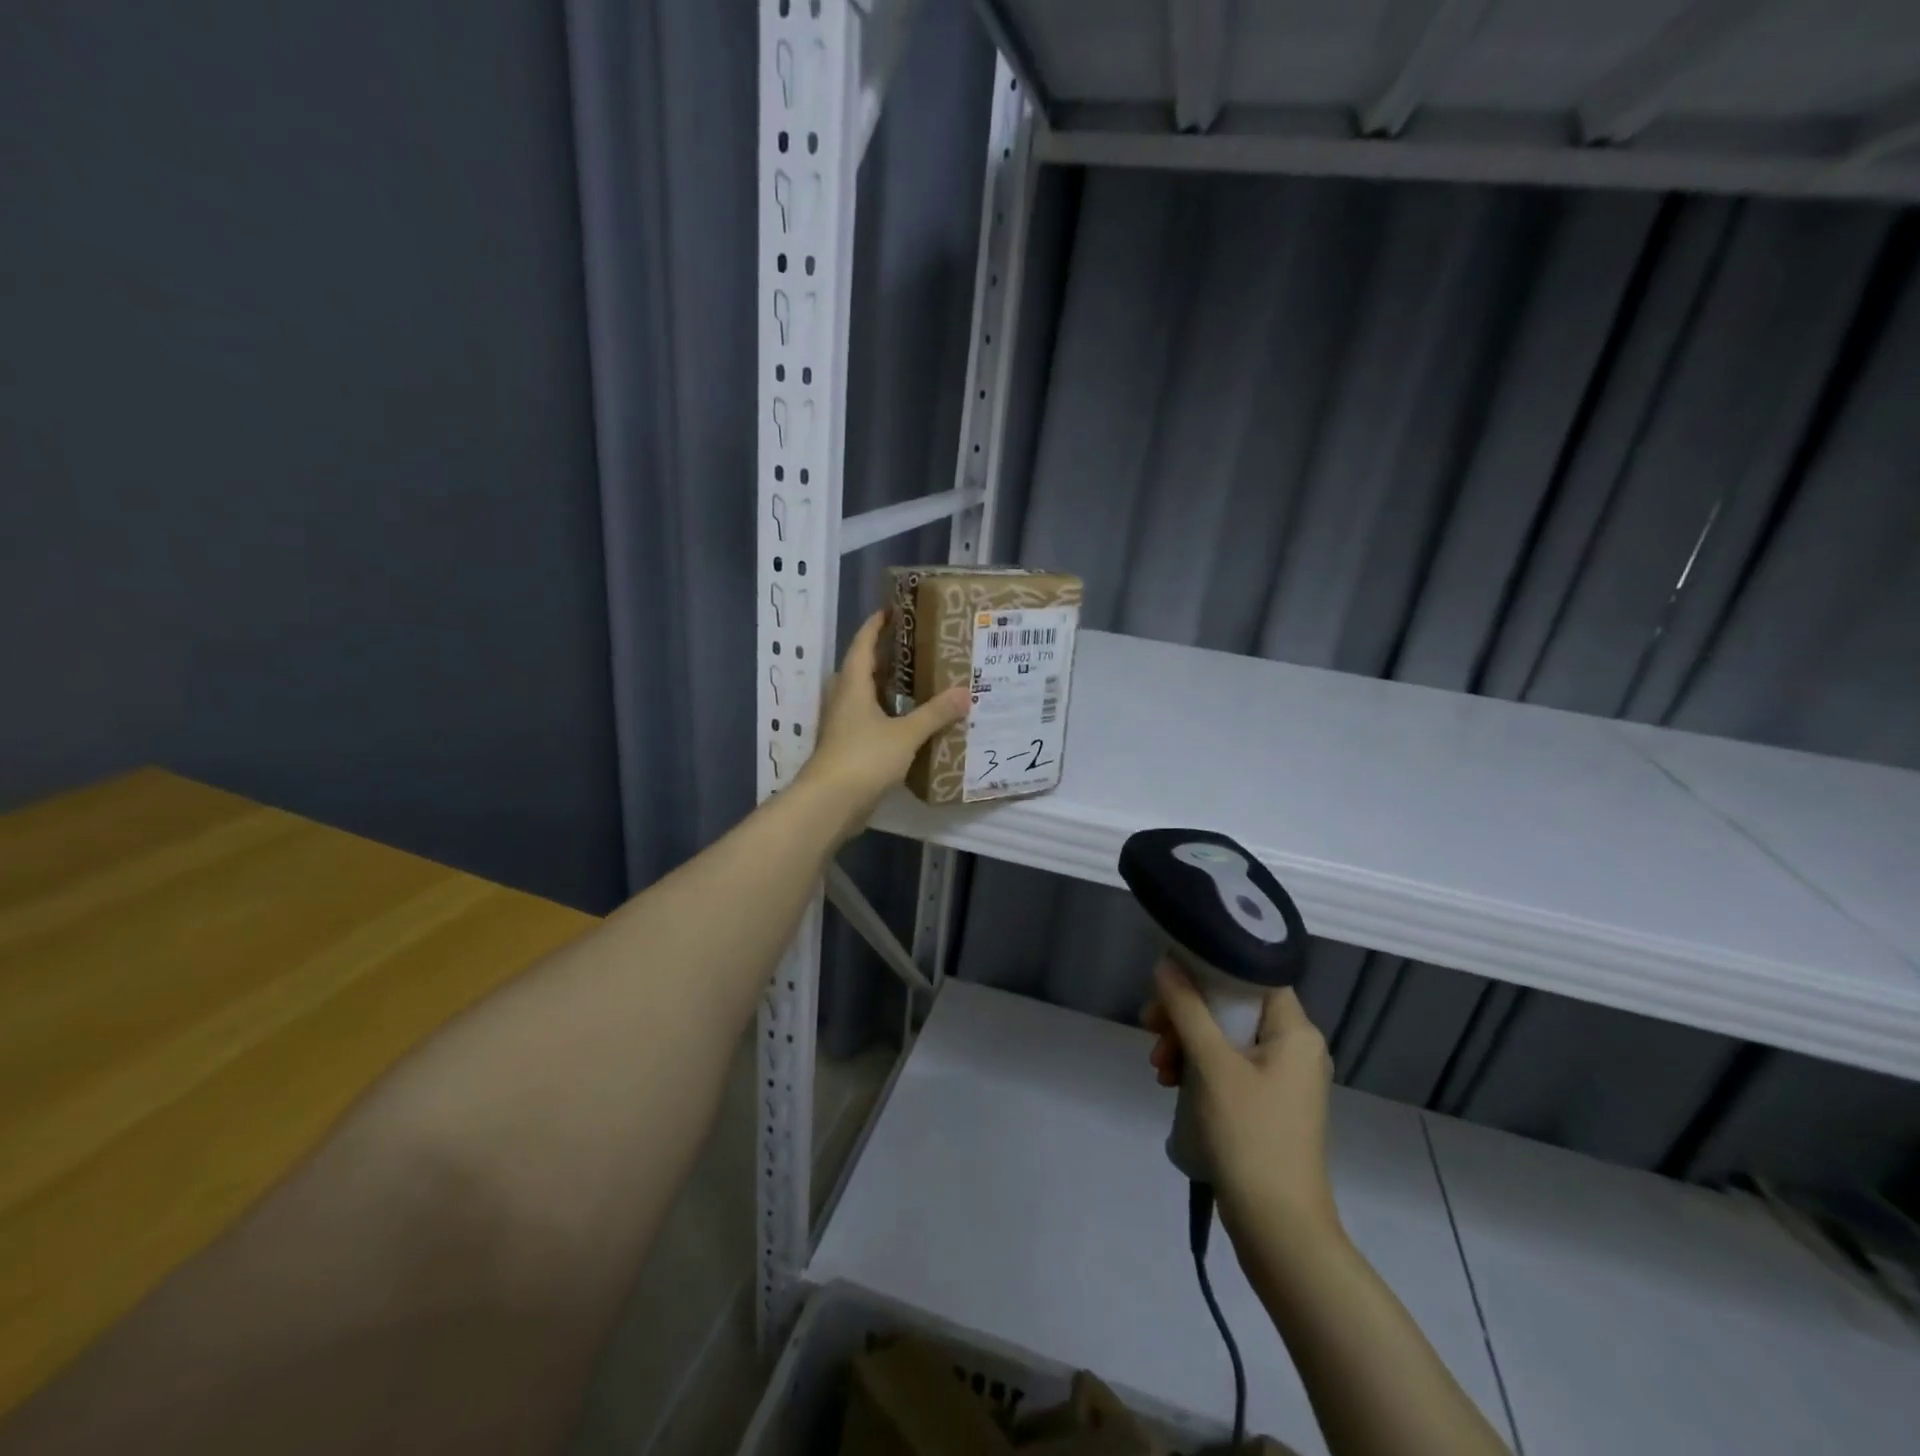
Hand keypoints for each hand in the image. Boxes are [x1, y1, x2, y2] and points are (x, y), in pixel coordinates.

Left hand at [798, 610, 968, 835]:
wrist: (829, 803)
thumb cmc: (863, 758)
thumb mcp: (905, 734)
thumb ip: (935, 714)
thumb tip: (965, 692)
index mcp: (852, 684)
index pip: (863, 643)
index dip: (876, 625)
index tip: (893, 610)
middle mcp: (843, 699)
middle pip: (863, 668)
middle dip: (887, 655)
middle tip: (918, 646)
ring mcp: (842, 724)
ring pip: (865, 696)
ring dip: (888, 687)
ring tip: (919, 680)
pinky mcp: (847, 747)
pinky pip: (869, 720)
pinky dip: (888, 714)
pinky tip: (910, 721)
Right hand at [1144, 959, 1339, 1242]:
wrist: (1278, 1229)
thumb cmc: (1250, 1136)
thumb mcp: (1212, 1065)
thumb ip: (1187, 1009)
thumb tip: (1165, 964)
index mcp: (1296, 1031)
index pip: (1253, 975)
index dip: (1210, 968)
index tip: (1170, 977)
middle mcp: (1295, 1048)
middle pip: (1232, 1007)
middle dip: (1186, 1014)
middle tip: (1150, 1026)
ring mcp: (1281, 1078)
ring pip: (1224, 1038)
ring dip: (1185, 1043)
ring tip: (1158, 1067)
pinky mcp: (1266, 1104)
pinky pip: (1227, 1066)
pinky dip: (1197, 1068)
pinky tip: (1170, 1084)